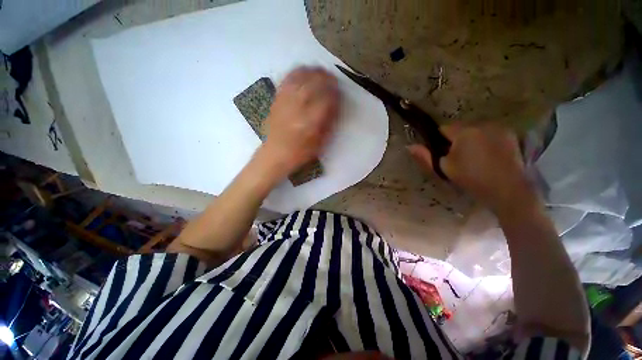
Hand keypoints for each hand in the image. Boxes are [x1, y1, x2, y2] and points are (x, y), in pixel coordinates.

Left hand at [258, 66, 339, 178]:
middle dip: (325, 78)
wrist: (275, 154)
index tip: (339, 92)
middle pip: (313, 84)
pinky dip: (296, 72)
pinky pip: (287, 80)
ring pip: (300, 78)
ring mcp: (285, 102)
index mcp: (310, 122)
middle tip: (333, 78)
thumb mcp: (319, 143)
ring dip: (312, 72)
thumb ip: (328, 123)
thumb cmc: (300, 152)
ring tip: (320, 71)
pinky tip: (302, 71)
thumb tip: (335, 106)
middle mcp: (298, 108)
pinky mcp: (277, 100)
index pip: (326, 100)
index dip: (335, 94)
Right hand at [408, 123, 532, 211]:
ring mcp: (500, 128)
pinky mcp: (511, 135)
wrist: (509, 190)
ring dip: (472, 139)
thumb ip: (425, 157)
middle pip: (461, 128)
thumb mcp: (444, 169)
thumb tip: (409, 146)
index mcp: (464, 132)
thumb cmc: (472, 179)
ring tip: (476, 158)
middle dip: (457, 139)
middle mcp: (482, 124)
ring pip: (477, 130)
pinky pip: (491, 134)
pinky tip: (490, 157)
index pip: (443, 128)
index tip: (442, 154)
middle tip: (459, 159)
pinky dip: (487, 141)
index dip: (439, 140)